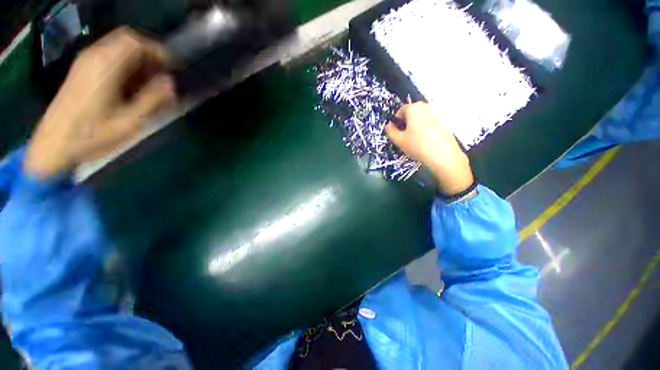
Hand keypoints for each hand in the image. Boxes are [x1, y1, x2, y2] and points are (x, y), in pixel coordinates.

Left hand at [25, 27, 175, 178]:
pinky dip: (126, 64)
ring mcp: (86, 62)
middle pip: (127, 40)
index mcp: (105, 66)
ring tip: (151, 81)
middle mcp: (94, 57)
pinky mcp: (82, 70)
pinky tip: (132, 83)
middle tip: (163, 74)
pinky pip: (110, 56)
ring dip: (139, 59)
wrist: (54, 145)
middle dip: (150, 54)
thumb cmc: (92, 135)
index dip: (159, 51)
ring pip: (119, 47)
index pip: (136, 42)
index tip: (174, 69)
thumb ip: (153, 100)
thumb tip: (171, 83)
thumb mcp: (130, 122)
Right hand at [385, 102, 473, 195]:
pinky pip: (429, 123)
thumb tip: (388, 126)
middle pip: (411, 113)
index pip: (400, 111)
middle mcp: (425, 107)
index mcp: (413, 109)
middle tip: (404, 136)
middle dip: (406, 122)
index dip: (396, 121)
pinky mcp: (443, 123)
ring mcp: (436, 114)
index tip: (396, 132)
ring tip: (414, 140)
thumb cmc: (417, 146)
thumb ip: (391, 132)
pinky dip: (424, 129)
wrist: (443, 155)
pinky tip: (424, 141)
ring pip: (420, 118)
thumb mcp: (399, 141)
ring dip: (415, 126)